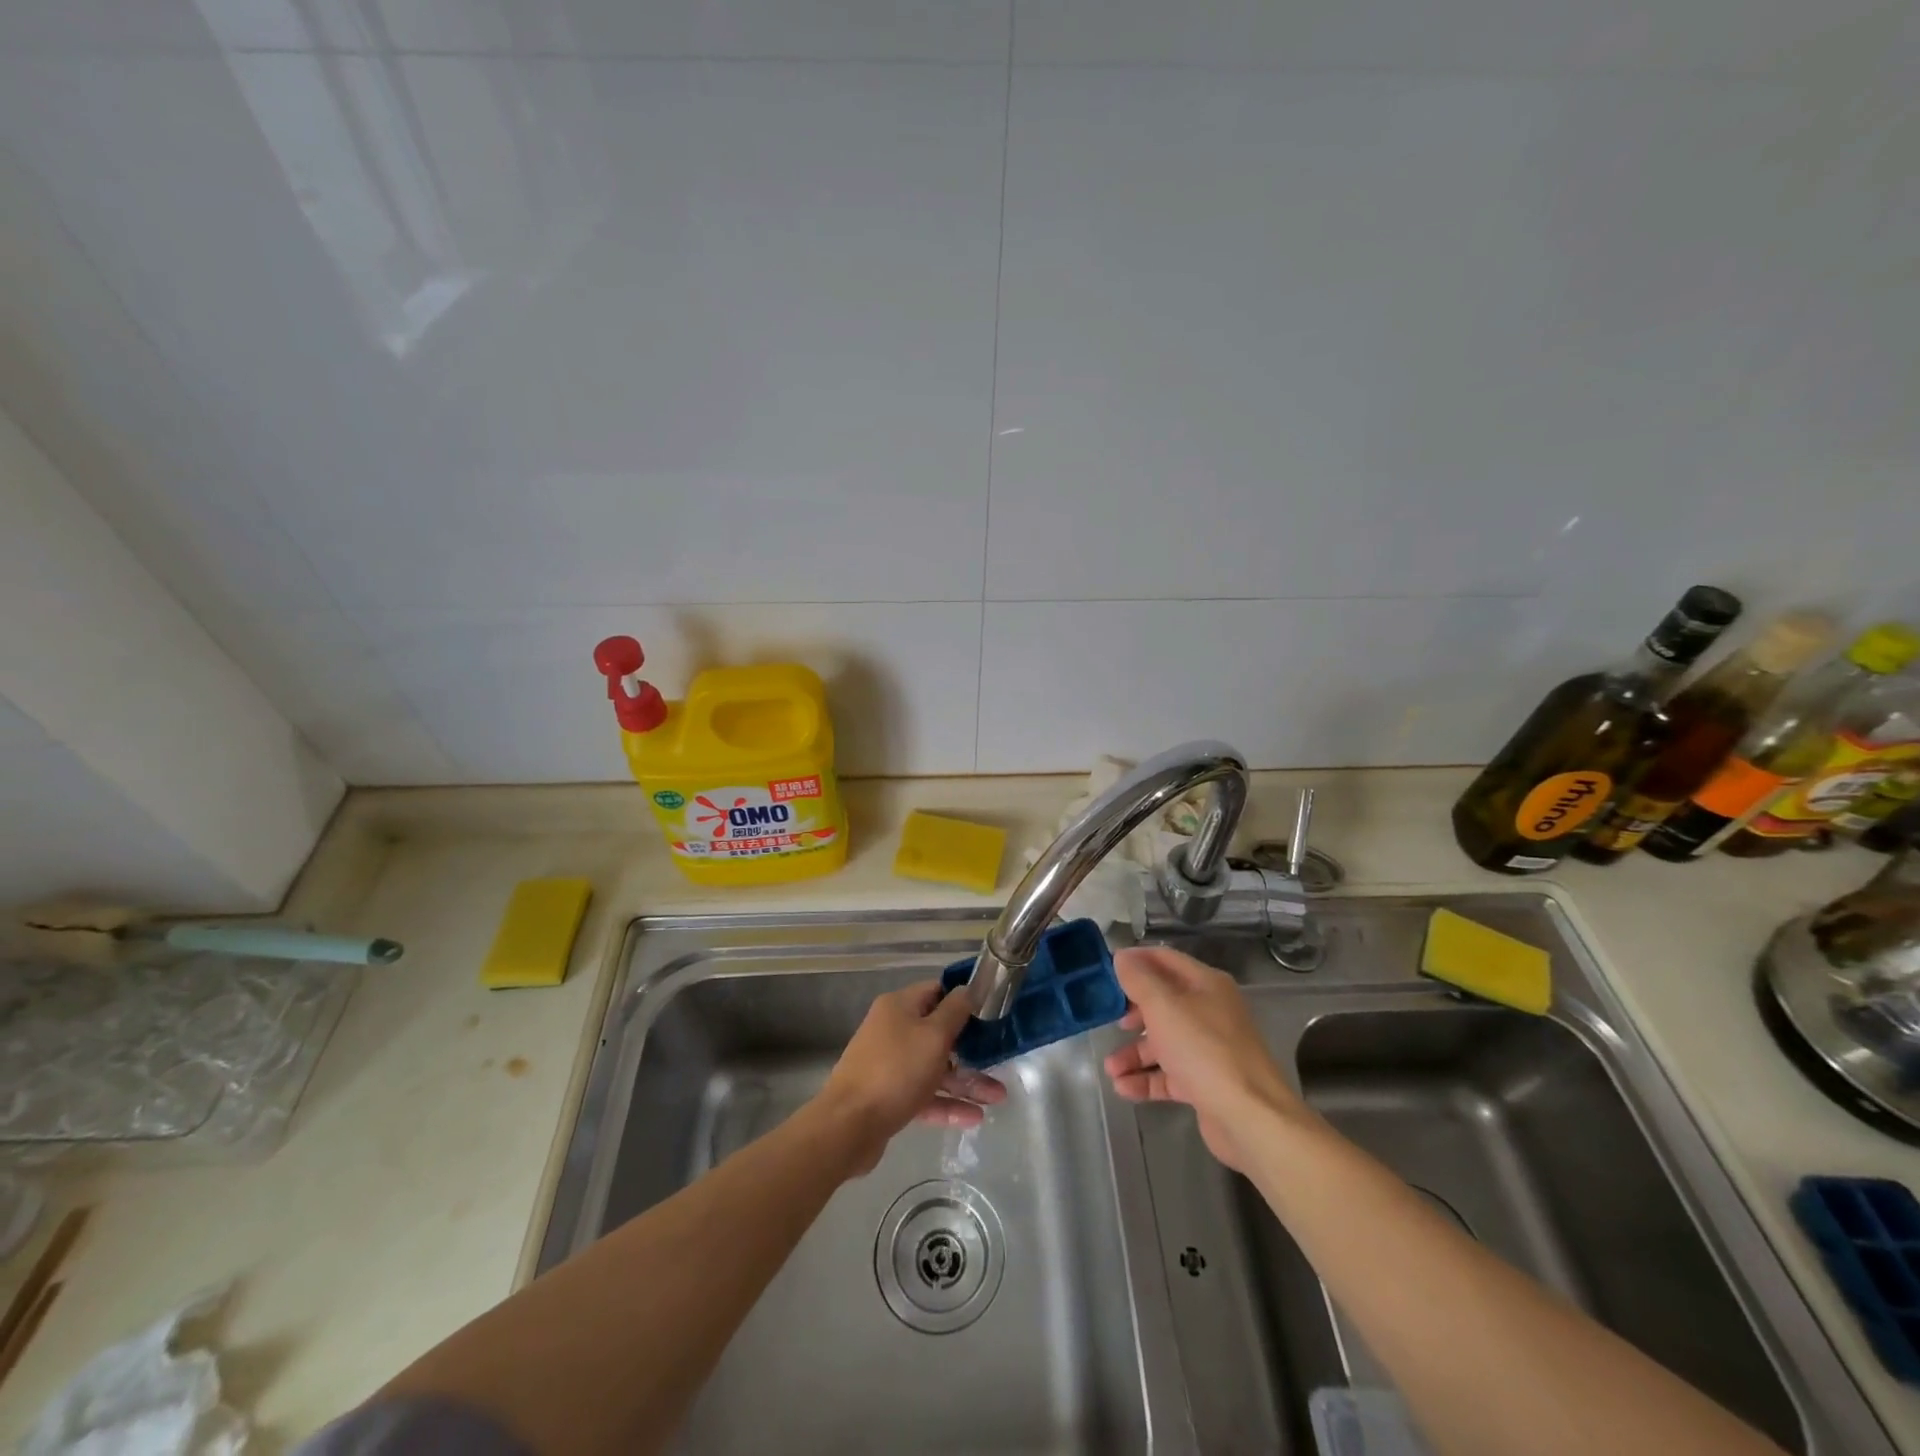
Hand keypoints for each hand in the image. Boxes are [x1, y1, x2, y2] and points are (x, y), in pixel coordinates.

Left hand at [818, 982, 1005, 1172]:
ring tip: (998, 1098)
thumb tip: (968, 989)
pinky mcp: (888, 1097)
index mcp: (899, 1007)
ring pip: (934, 1067)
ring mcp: (889, 1065)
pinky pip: (924, 1095)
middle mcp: (892, 1030)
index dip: (963, 1000)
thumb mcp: (934, 1036)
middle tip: (999, 1060)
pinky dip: (947, 1104)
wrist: (848, 1126)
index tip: (990, 1012)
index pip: (936, 992)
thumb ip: (955, 1011)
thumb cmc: (896, 1071)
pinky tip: (974, 1118)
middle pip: (937, 1033)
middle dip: (970, 1049)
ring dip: (965, 1081)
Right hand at [1102, 945, 1300, 1171]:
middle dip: (1131, 1012)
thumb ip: (1139, 980)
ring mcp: (1208, 1048)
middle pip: (1162, 1002)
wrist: (1250, 1117)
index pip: (1164, 959)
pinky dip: (1146, 1079)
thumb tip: (1122, 956)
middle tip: (1107, 1019)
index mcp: (1206, 984)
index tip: (1104, 970)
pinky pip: (1169, 1074)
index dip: (1134, 961)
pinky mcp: (1204, 1082)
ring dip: (1134, 1053)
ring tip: (1110, 1069)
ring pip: (1163, 1042)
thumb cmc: (1204, 1050)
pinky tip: (1123, 1088)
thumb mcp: (1164, 1007)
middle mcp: (1209, 1011)